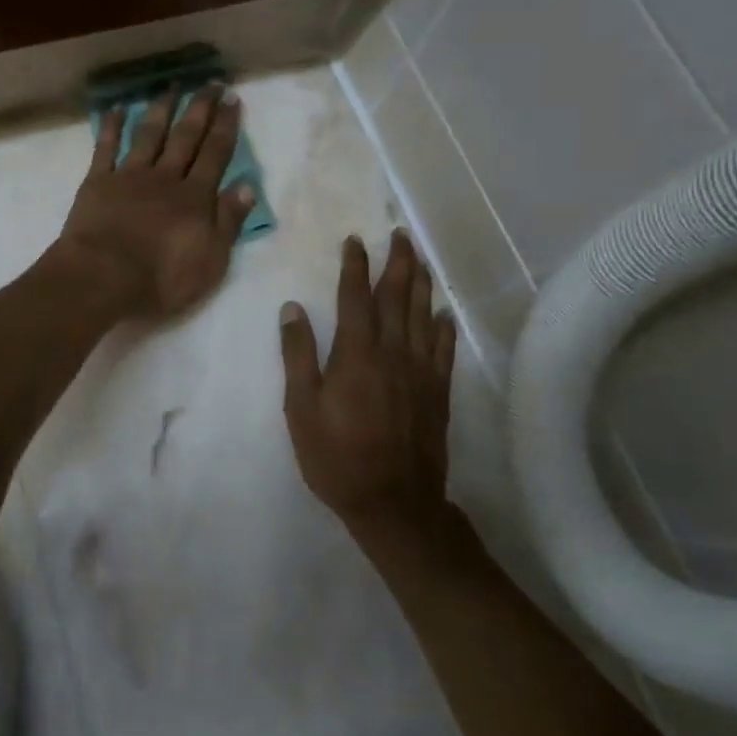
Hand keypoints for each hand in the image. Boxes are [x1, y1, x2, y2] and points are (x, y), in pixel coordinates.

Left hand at [54, 86, 256, 319]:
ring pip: (149, 135)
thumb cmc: (162, 279)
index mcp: (195, 198)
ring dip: (162, 109)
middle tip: (211, 83)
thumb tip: (247, 187)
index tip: (233, 99)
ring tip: (172, 85)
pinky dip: (112, 125)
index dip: (226, 126)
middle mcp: (165, 178)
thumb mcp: (211, 260)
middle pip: (186, 137)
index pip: (216, 154)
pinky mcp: (98, 182)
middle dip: (200, 109)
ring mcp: (129, 176)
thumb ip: (228, 222)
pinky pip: (105, 147)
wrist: (102, 277)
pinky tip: (118, 107)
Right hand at [279, 231, 456, 526]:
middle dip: (397, 262)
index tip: (356, 240)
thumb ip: (298, 355)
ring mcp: (420, 371)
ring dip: (421, 283)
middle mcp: (392, 352)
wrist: (393, 501)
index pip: (356, 297)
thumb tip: (292, 309)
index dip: (355, 266)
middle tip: (401, 234)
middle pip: (397, 297)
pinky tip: (442, 312)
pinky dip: (443, 326)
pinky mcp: (438, 391)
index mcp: (356, 353)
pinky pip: (443, 349)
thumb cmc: (336, 455)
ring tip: (420, 258)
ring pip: (422, 315)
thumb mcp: (301, 408)